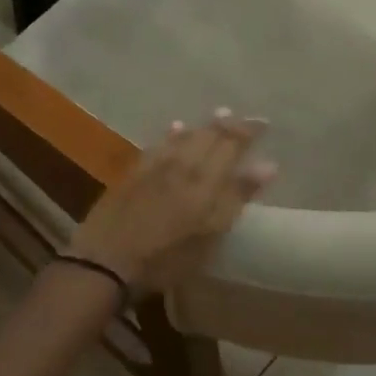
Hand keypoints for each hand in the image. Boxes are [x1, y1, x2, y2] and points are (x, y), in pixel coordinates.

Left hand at [67, 111, 276, 293]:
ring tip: (215, 117)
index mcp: (205, 180)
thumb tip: (268, 164)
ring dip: (201, 127)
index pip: (231, 145)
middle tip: (238, 117)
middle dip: (225, 126)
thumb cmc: (166, 257)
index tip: (263, 123)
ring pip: (182, 138)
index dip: (247, 132)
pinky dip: (171, 135)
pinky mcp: (133, 174)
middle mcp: (181, 165)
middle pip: (206, 137)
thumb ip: (237, 196)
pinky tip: (174, 128)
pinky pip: (158, 145)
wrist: (107, 259)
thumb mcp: (210, 234)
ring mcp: (153, 167)